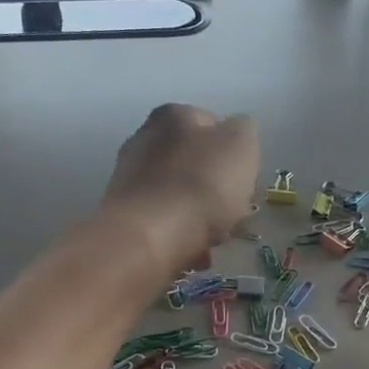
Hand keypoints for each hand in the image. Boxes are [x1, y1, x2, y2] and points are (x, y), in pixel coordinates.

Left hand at [102, 104, 259, 273]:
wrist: (149, 238)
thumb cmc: (201, 185)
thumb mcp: (241, 144)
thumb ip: (244, 130)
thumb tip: (236, 132)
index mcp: (173, 115)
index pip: (213, 125)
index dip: (233, 154)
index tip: (244, 181)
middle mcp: (143, 139)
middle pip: (194, 164)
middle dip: (214, 189)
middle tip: (231, 213)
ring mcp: (128, 179)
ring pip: (178, 196)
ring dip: (198, 216)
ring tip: (213, 240)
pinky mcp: (123, 215)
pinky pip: (162, 223)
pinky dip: (179, 236)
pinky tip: (192, 253)